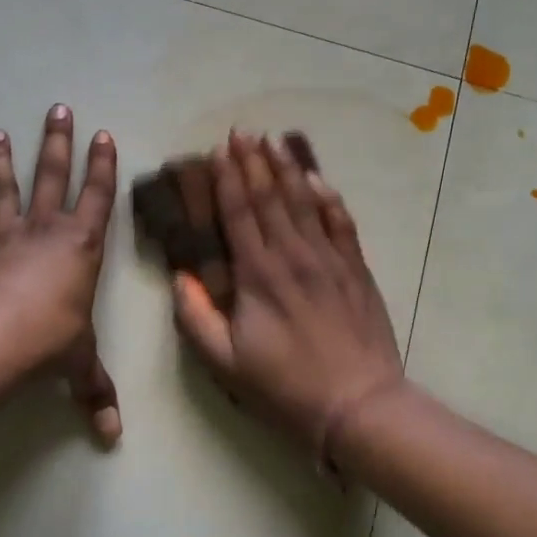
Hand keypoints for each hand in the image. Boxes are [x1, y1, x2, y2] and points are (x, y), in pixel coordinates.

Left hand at [0, 105, 121, 444]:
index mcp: (81, 247)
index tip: (102, 134)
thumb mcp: (79, 366)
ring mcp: (3, 241)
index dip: (103, 166)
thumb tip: (112, 436)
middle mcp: (44, 233)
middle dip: (58, 143)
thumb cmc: (50, 344)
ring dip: (2, 163)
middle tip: (58, 108)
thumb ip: (94, 393)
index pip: (98, 198)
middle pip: (52, 177)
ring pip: (5, 192)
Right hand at [171, 131, 404, 464]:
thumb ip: (196, 318)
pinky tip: (319, 179)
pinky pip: (341, 222)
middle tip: (242, 132)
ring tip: (273, 141)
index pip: (239, 213)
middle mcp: (293, 255)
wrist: (358, 404)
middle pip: (270, 198)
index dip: (228, 178)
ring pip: (305, 202)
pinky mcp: (356, 269)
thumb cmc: (285, 387)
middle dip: (253, 162)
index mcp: (258, 274)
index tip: (218, 150)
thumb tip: (179, 277)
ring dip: (287, 169)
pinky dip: (329, 197)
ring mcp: (329, 259)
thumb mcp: (225, 363)